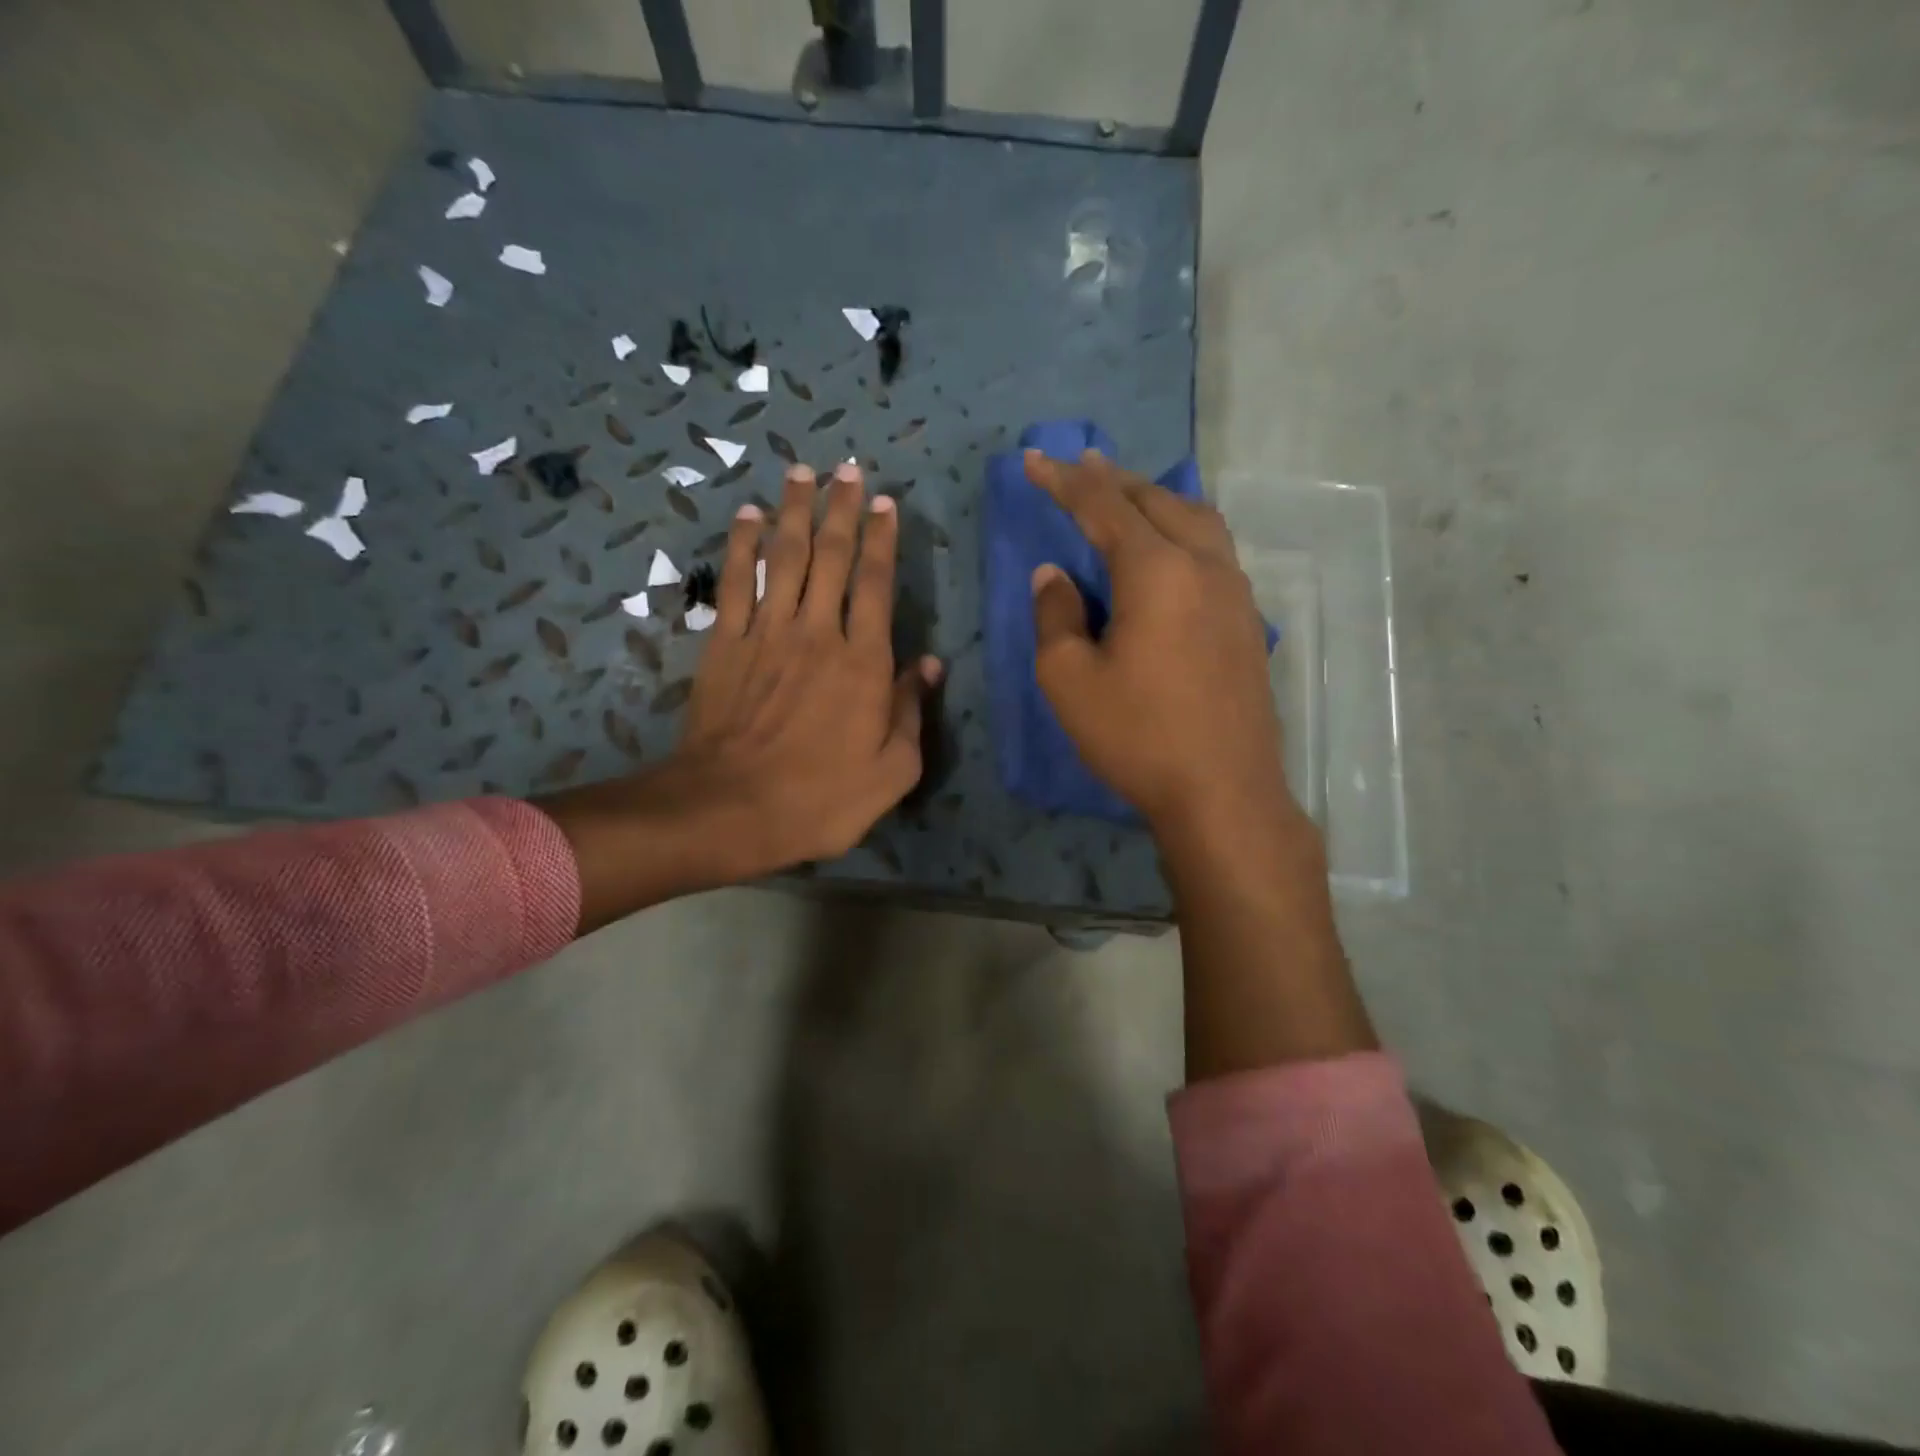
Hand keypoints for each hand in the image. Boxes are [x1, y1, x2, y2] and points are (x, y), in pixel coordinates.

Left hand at [674, 460, 940, 868]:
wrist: (732, 808)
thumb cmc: (822, 797)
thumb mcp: (892, 771)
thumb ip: (911, 712)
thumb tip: (929, 665)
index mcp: (863, 661)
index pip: (877, 584)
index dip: (884, 540)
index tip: (887, 503)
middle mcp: (817, 632)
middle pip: (832, 557)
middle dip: (842, 509)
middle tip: (847, 470)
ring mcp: (767, 634)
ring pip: (784, 558)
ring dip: (794, 512)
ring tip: (801, 473)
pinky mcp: (726, 645)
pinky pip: (735, 583)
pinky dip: (741, 547)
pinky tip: (746, 518)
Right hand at [1027, 450, 1367, 1076]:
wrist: (1223, 792)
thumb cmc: (1138, 736)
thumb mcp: (1069, 680)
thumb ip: (1056, 616)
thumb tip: (1055, 576)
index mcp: (1156, 570)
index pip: (1103, 506)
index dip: (1065, 480)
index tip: (1035, 458)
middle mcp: (1203, 565)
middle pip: (1156, 501)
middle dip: (1113, 479)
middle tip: (1080, 464)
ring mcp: (1234, 592)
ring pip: (1196, 519)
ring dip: (1155, 499)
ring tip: (1126, 495)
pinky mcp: (1247, 621)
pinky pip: (1213, 549)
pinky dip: (1182, 529)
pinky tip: (1169, 547)